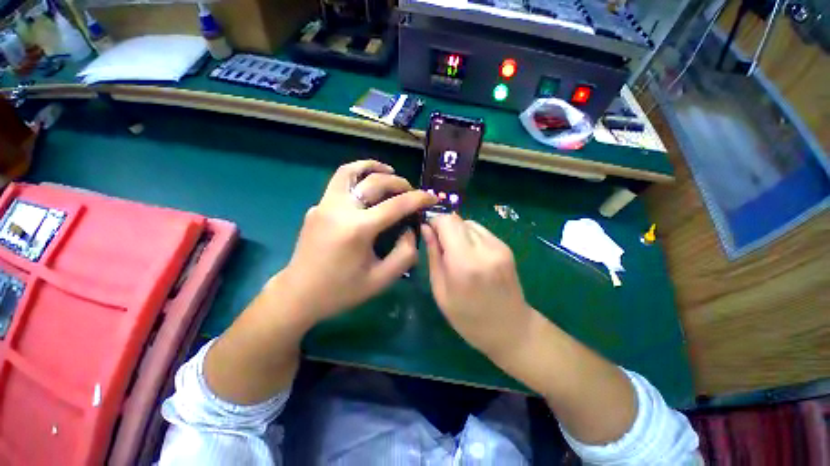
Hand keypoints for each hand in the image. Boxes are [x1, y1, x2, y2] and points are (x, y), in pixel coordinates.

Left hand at [271, 160, 436, 325]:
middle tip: (411, 191)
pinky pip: (339, 182)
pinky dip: (358, 176)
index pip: (396, 205)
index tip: (432, 197)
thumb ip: (405, 254)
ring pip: (350, 171)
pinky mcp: (317, 207)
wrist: (299, 294)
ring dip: (374, 168)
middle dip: (399, 182)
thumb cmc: (342, 291)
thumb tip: (410, 229)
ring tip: (389, 172)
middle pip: (375, 182)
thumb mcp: (382, 280)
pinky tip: (367, 186)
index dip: (419, 198)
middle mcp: (339, 209)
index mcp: (357, 229)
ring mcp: (324, 205)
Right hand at [422, 214, 535, 358]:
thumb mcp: (440, 290)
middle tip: (439, 245)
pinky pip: (480, 231)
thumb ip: (433, 255)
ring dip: (457, 231)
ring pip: (469, 223)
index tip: (427, 232)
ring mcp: (498, 246)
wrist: (511, 329)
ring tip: (455, 252)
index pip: (446, 222)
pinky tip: (469, 254)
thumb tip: (425, 228)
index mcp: (464, 263)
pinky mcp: (505, 247)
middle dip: (443, 227)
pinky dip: (469, 236)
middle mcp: (484, 249)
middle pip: (457, 220)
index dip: (433, 222)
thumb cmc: (468, 318)